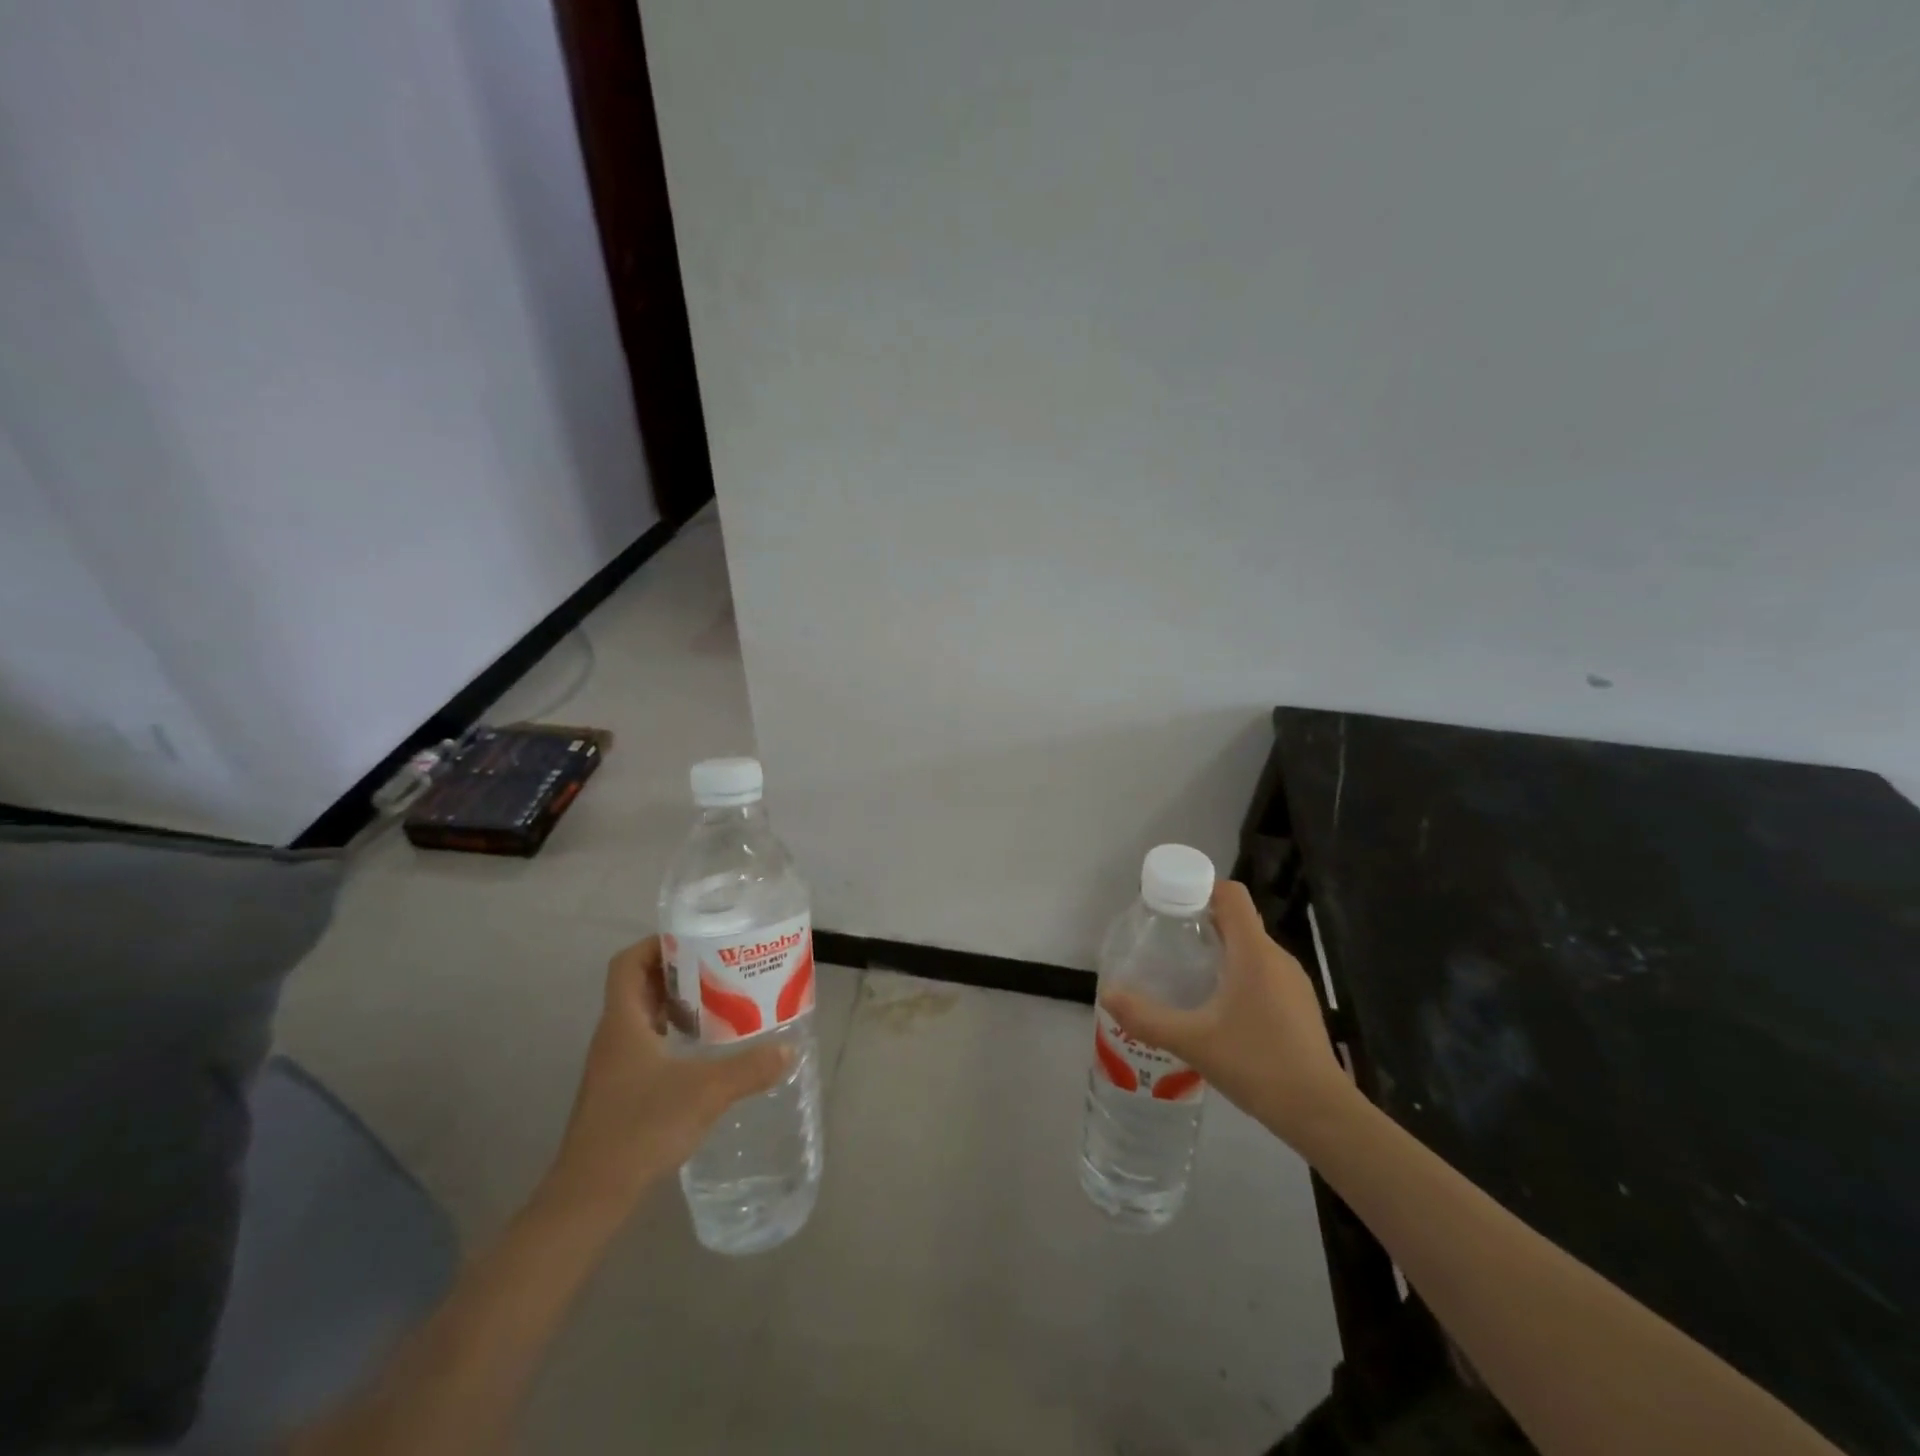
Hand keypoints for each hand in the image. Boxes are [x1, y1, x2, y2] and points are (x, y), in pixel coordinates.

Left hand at [543, 937, 789, 1216]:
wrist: (591, 1196)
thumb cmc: (640, 1128)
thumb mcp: (705, 1092)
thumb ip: (749, 1068)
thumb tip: (789, 1050)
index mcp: (623, 1022)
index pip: (627, 963)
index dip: (656, 944)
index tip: (695, 940)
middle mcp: (614, 1036)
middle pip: (639, 985)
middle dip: (678, 970)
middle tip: (719, 966)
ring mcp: (614, 1065)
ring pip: (643, 1016)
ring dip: (677, 1003)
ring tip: (719, 1001)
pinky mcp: (620, 1090)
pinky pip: (647, 1043)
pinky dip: (673, 1035)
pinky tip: (703, 1050)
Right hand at [1103, 880, 1352, 1147]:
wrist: (1321, 1114)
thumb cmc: (1257, 1064)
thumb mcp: (1192, 1041)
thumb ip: (1146, 1018)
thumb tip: (1107, 994)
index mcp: (1254, 952)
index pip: (1231, 894)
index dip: (1200, 888)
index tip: (1170, 907)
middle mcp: (1277, 958)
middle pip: (1237, 920)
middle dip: (1201, 924)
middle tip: (1167, 945)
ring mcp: (1293, 983)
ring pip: (1250, 949)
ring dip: (1219, 953)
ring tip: (1186, 977)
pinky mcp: (1299, 1006)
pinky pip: (1262, 974)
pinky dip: (1237, 977)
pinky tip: (1217, 1011)